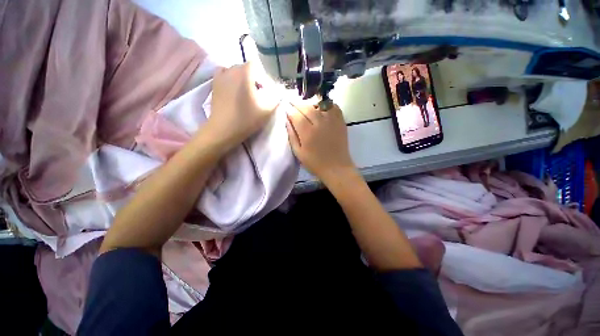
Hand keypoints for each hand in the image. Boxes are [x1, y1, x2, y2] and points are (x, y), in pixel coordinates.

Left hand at [208, 62, 280, 149]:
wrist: (224, 129)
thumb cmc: (246, 119)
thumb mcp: (267, 110)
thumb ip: (276, 98)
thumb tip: (280, 91)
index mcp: (245, 73)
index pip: (257, 66)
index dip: (263, 77)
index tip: (266, 91)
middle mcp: (231, 69)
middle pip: (246, 68)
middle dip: (254, 79)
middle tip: (257, 94)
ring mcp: (220, 76)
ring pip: (235, 71)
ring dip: (242, 79)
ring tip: (245, 93)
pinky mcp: (214, 84)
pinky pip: (224, 74)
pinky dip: (230, 78)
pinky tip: (234, 89)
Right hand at [286, 103, 355, 183]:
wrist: (336, 168)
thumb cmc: (315, 163)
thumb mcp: (298, 153)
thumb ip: (292, 136)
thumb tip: (287, 120)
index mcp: (307, 133)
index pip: (296, 115)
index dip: (289, 109)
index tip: (285, 106)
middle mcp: (320, 123)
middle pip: (307, 107)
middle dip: (297, 104)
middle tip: (291, 102)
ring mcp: (332, 121)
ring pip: (319, 105)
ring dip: (310, 103)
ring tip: (305, 105)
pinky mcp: (340, 122)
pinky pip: (333, 107)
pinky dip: (326, 104)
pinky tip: (321, 107)